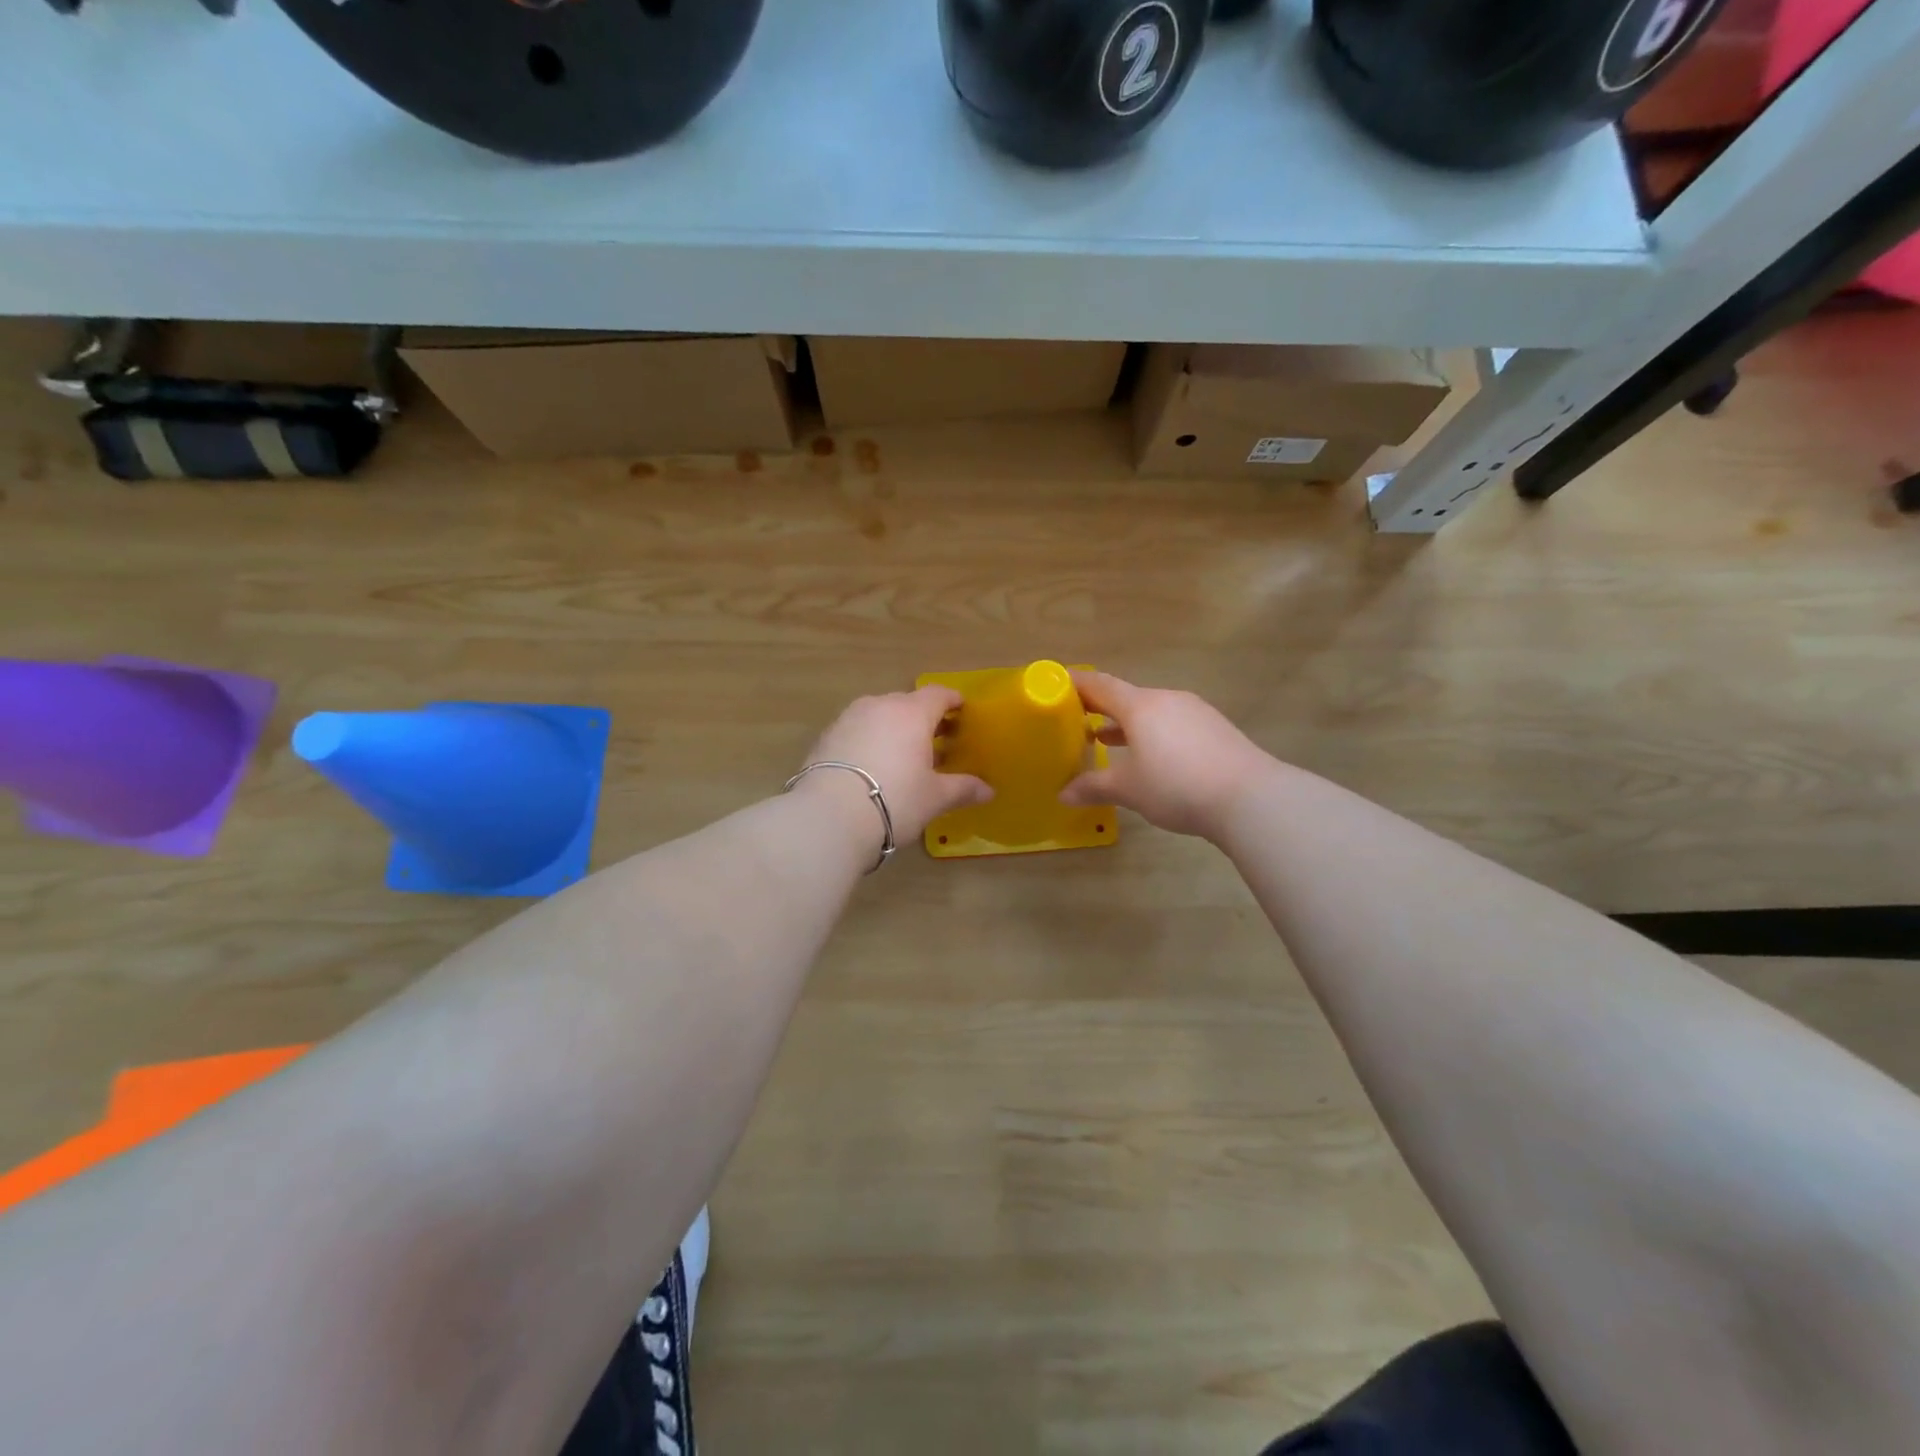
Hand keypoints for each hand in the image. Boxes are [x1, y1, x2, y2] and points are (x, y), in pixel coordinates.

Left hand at [800, 686, 992, 841]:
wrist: (828, 816)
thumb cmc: (894, 800)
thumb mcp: (934, 797)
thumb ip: (962, 788)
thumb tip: (988, 791)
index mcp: (911, 712)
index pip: (938, 694)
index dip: (953, 701)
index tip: (962, 711)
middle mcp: (879, 706)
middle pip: (907, 703)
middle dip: (924, 718)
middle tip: (938, 740)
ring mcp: (848, 718)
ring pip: (879, 715)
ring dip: (894, 729)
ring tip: (904, 755)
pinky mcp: (826, 737)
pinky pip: (857, 730)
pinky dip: (870, 741)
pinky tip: (873, 766)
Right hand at [1060, 672, 1274, 840]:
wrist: (1250, 797)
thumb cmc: (1177, 786)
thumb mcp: (1129, 790)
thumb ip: (1093, 787)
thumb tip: (1063, 794)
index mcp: (1140, 706)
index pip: (1100, 685)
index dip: (1076, 684)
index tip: (1057, 684)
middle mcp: (1167, 700)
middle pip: (1126, 697)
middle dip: (1100, 708)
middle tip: (1076, 720)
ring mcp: (1195, 712)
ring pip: (1151, 711)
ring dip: (1127, 724)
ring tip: (1107, 740)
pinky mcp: (1215, 729)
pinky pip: (1173, 723)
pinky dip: (1153, 734)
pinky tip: (1152, 756)